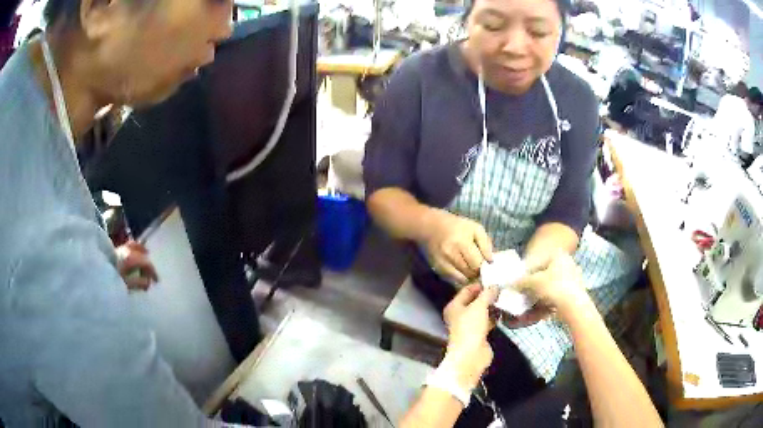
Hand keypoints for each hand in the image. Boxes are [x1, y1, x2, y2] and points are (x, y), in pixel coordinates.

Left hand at [116, 241, 158, 290]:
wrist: (96, 270)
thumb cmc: (112, 278)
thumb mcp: (126, 284)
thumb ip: (139, 282)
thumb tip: (148, 282)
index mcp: (131, 258)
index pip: (146, 262)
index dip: (153, 272)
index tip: (157, 281)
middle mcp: (127, 250)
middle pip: (141, 252)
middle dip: (147, 261)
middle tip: (151, 270)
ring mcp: (120, 248)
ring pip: (134, 246)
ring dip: (141, 251)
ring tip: (145, 255)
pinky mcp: (115, 249)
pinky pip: (128, 246)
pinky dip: (133, 249)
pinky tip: (133, 255)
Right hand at [422, 209, 492, 284]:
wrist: (431, 227)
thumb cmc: (457, 226)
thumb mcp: (475, 228)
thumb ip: (486, 244)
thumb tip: (491, 261)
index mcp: (462, 242)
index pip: (477, 264)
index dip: (485, 267)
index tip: (488, 266)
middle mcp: (450, 254)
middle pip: (470, 273)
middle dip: (477, 273)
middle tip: (481, 269)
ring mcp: (442, 263)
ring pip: (462, 279)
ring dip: (469, 277)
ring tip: (472, 270)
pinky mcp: (437, 269)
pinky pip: (453, 280)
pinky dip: (460, 278)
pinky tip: (463, 271)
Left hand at [442, 284, 499, 389]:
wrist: (471, 355)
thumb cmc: (470, 328)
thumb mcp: (479, 306)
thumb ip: (487, 294)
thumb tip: (495, 285)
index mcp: (454, 306)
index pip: (466, 290)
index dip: (479, 284)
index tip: (494, 279)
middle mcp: (459, 315)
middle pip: (474, 301)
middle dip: (487, 295)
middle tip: (503, 287)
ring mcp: (469, 325)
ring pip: (482, 312)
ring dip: (492, 306)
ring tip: (506, 297)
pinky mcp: (479, 334)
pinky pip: (487, 321)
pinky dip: (494, 317)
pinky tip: (505, 312)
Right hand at [513, 253, 591, 320]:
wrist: (574, 305)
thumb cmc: (554, 287)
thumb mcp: (533, 282)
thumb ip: (521, 282)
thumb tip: (510, 284)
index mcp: (558, 254)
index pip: (537, 262)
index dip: (526, 274)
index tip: (519, 284)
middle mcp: (568, 261)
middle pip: (546, 273)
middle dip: (535, 283)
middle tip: (526, 293)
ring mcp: (574, 275)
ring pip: (553, 283)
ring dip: (543, 292)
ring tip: (534, 302)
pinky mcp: (576, 289)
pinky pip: (559, 292)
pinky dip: (552, 298)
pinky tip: (544, 307)